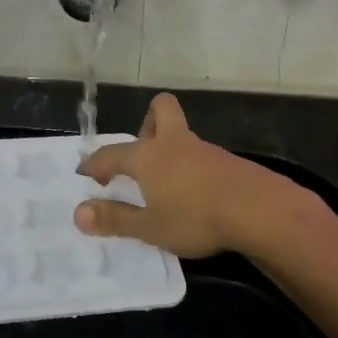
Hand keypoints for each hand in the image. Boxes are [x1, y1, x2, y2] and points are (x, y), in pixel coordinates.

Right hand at [74, 93, 295, 258]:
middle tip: (141, 157)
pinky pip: (202, 157)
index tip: (86, 174)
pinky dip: (193, 170)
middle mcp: (174, 143)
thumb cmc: (195, 217)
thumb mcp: (149, 227)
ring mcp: (205, 149)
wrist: (258, 211)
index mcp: (148, 156)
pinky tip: (197, 196)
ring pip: (182, 136)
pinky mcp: (229, 162)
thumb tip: (78, 213)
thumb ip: (114, 219)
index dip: (95, 163)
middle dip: (146, 124)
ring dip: (171, 152)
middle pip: (161, 110)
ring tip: (167, 188)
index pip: (111, 153)